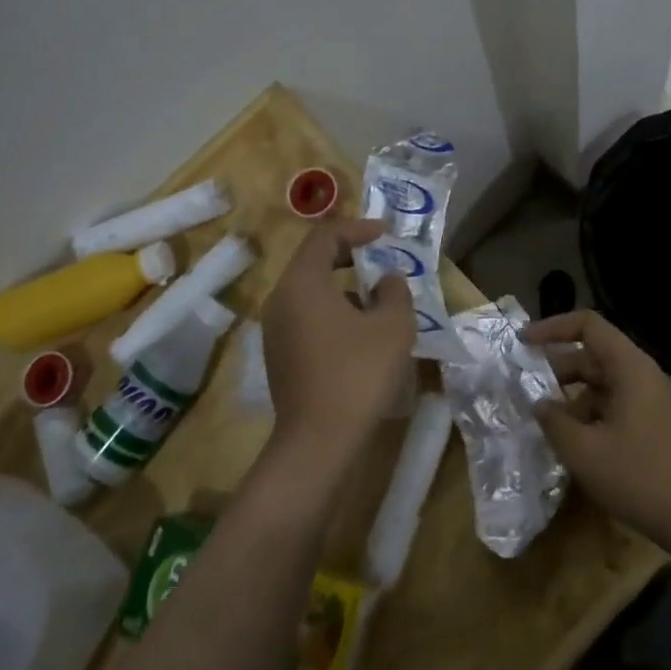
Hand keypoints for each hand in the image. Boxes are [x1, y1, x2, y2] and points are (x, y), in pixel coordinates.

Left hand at [261, 219, 413, 475]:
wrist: (319, 441)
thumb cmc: (358, 373)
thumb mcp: (393, 326)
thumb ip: (395, 291)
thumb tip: (387, 281)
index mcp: (302, 282)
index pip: (325, 237)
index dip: (357, 229)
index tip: (385, 233)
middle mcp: (280, 300)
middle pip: (313, 262)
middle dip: (350, 256)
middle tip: (381, 259)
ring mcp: (275, 331)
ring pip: (311, 293)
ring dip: (344, 288)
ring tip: (378, 301)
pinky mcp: (280, 356)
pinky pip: (307, 318)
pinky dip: (334, 313)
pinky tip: (361, 335)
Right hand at [524, 309, 670, 549]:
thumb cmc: (640, 478)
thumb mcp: (585, 452)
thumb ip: (554, 422)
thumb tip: (538, 404)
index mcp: (629, 368)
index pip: (588, 325)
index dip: (553, 327)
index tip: (523, 343)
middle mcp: (641, 375)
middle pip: (593, 354)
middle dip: (557, 369)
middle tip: (525, 388)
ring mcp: (650, 400)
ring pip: (601, 383)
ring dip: (572, 397)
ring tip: (545, 423)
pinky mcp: (653, 423)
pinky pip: (613, 404)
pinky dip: (589, 414)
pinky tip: (573, 442)